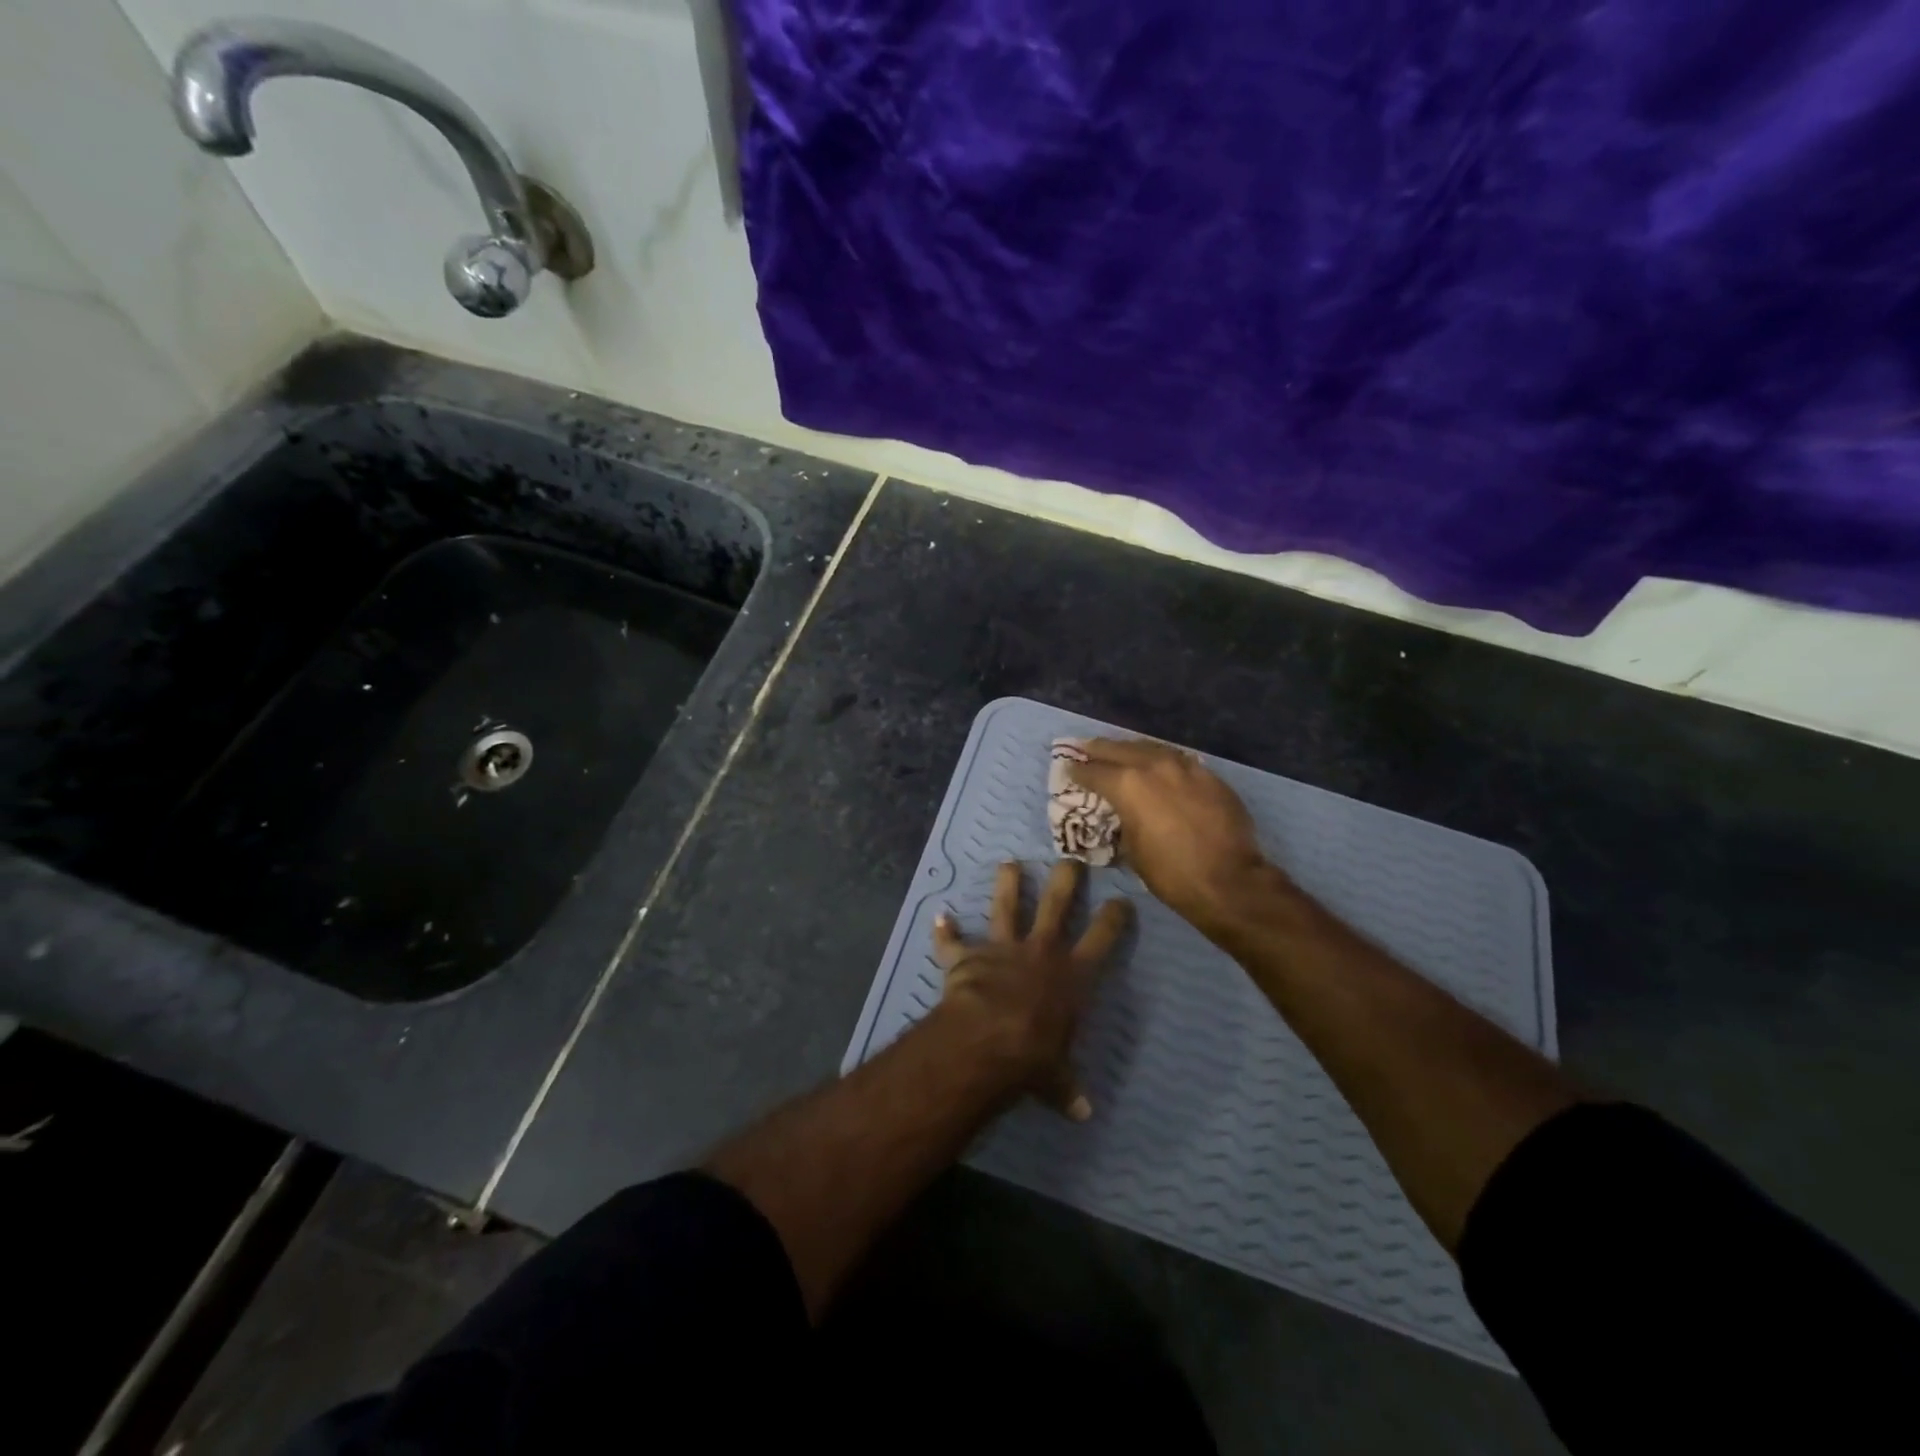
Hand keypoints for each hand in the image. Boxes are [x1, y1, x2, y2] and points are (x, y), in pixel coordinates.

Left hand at [932, 859, 1130, 1120]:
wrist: (985, 1040)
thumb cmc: (1033, 1056)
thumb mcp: (1056, 1078)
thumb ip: (1067, 1089)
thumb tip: (1084, 1113)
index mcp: (1072, 974)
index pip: (1103, 937)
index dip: (1115, 917)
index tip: (1122, 900)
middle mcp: (1041, 951)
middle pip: (1057, 903)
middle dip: (1066, 878)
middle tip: (1070, 858)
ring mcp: (1002, 948)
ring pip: (1006, 906)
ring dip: (1007, 884)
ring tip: (1009, 863)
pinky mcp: (968, 956)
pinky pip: (953, 942)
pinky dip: (945, 932)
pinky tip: (940, 917)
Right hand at [1067, 738, 1277, 934]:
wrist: (1229, 880)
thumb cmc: (1170, 873)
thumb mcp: (1131, 848)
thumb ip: (1122, 819)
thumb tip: (1122, 812)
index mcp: (1128, 784)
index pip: (1093, 771)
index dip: (1077, 772)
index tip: (1068, 770)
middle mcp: (1154, 765)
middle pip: (1119, 749)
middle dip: (1099, 749)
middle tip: (1084, 748)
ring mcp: (1185, 767)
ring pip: (1151, 748)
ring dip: (1131, 749)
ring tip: (1119, 751)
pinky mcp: (1209, 775)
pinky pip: (1178, 760)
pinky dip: (1161, 760)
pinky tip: (1157, 765)